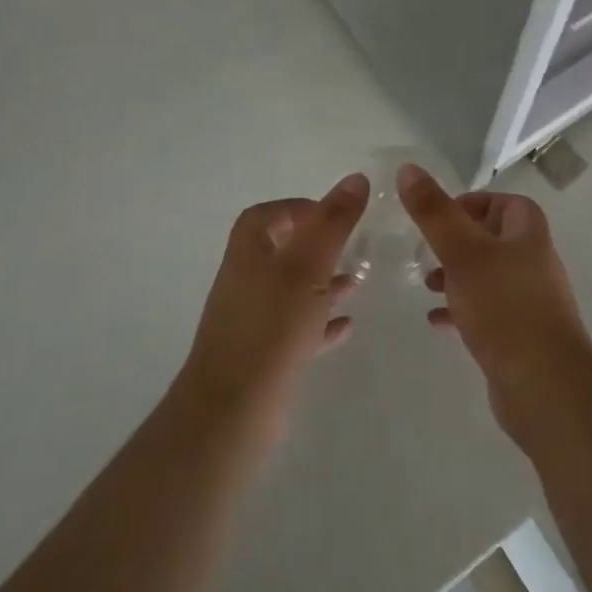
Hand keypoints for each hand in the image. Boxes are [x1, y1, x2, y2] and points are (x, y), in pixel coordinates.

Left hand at [177, 174, 367, 446]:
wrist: (232, 412)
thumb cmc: (272, 327)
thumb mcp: (309, 266)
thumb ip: (333, 222)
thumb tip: (355, 178)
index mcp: (249, 251)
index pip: (269, 214)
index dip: (300, 208)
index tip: (336, 215)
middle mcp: (245, 279)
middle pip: (282, 250)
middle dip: (318, 246)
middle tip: (353, 247)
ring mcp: (252, 320)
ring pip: (292, 290)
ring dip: (323, 283)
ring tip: (358, 282)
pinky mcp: (263, 356)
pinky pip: (296, 329)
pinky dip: (320, 322)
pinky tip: (346, 327)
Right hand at [397, 164, 591, 444]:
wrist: (545, 388)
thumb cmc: (505, 308)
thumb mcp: (462, 252)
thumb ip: (434, 212)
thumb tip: (408, 168)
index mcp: (529, 235)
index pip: (504, 203)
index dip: (474, 203)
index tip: (439, 217)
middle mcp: (534, 262)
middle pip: (494, 238)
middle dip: (458, 242)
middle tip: (427, 250)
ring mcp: (530, 302)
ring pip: (488, 276)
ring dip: (457, 276)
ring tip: (428, 284)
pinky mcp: (521, 336)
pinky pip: (487, 312)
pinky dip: (462, 310)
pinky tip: (438, 321)